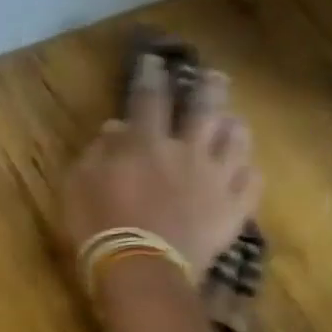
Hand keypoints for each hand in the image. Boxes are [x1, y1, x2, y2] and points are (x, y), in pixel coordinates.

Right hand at [62, 54, 261, 278]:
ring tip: (233, 122)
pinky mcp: (234, 209)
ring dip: (234, 127)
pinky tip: (246, 171)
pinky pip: (253, 182)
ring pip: (237, 140)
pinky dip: (250, 172)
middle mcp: (188, 151)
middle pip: (205, 108)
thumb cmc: (98, 227)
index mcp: (146, 144)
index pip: (150, 98)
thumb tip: (114, 127)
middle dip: (208, 88)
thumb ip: (96, 153)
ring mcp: (217, 179)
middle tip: (213, 77)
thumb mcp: (79, 187)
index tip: (154, 60)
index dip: (151, 76)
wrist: (141, 270)